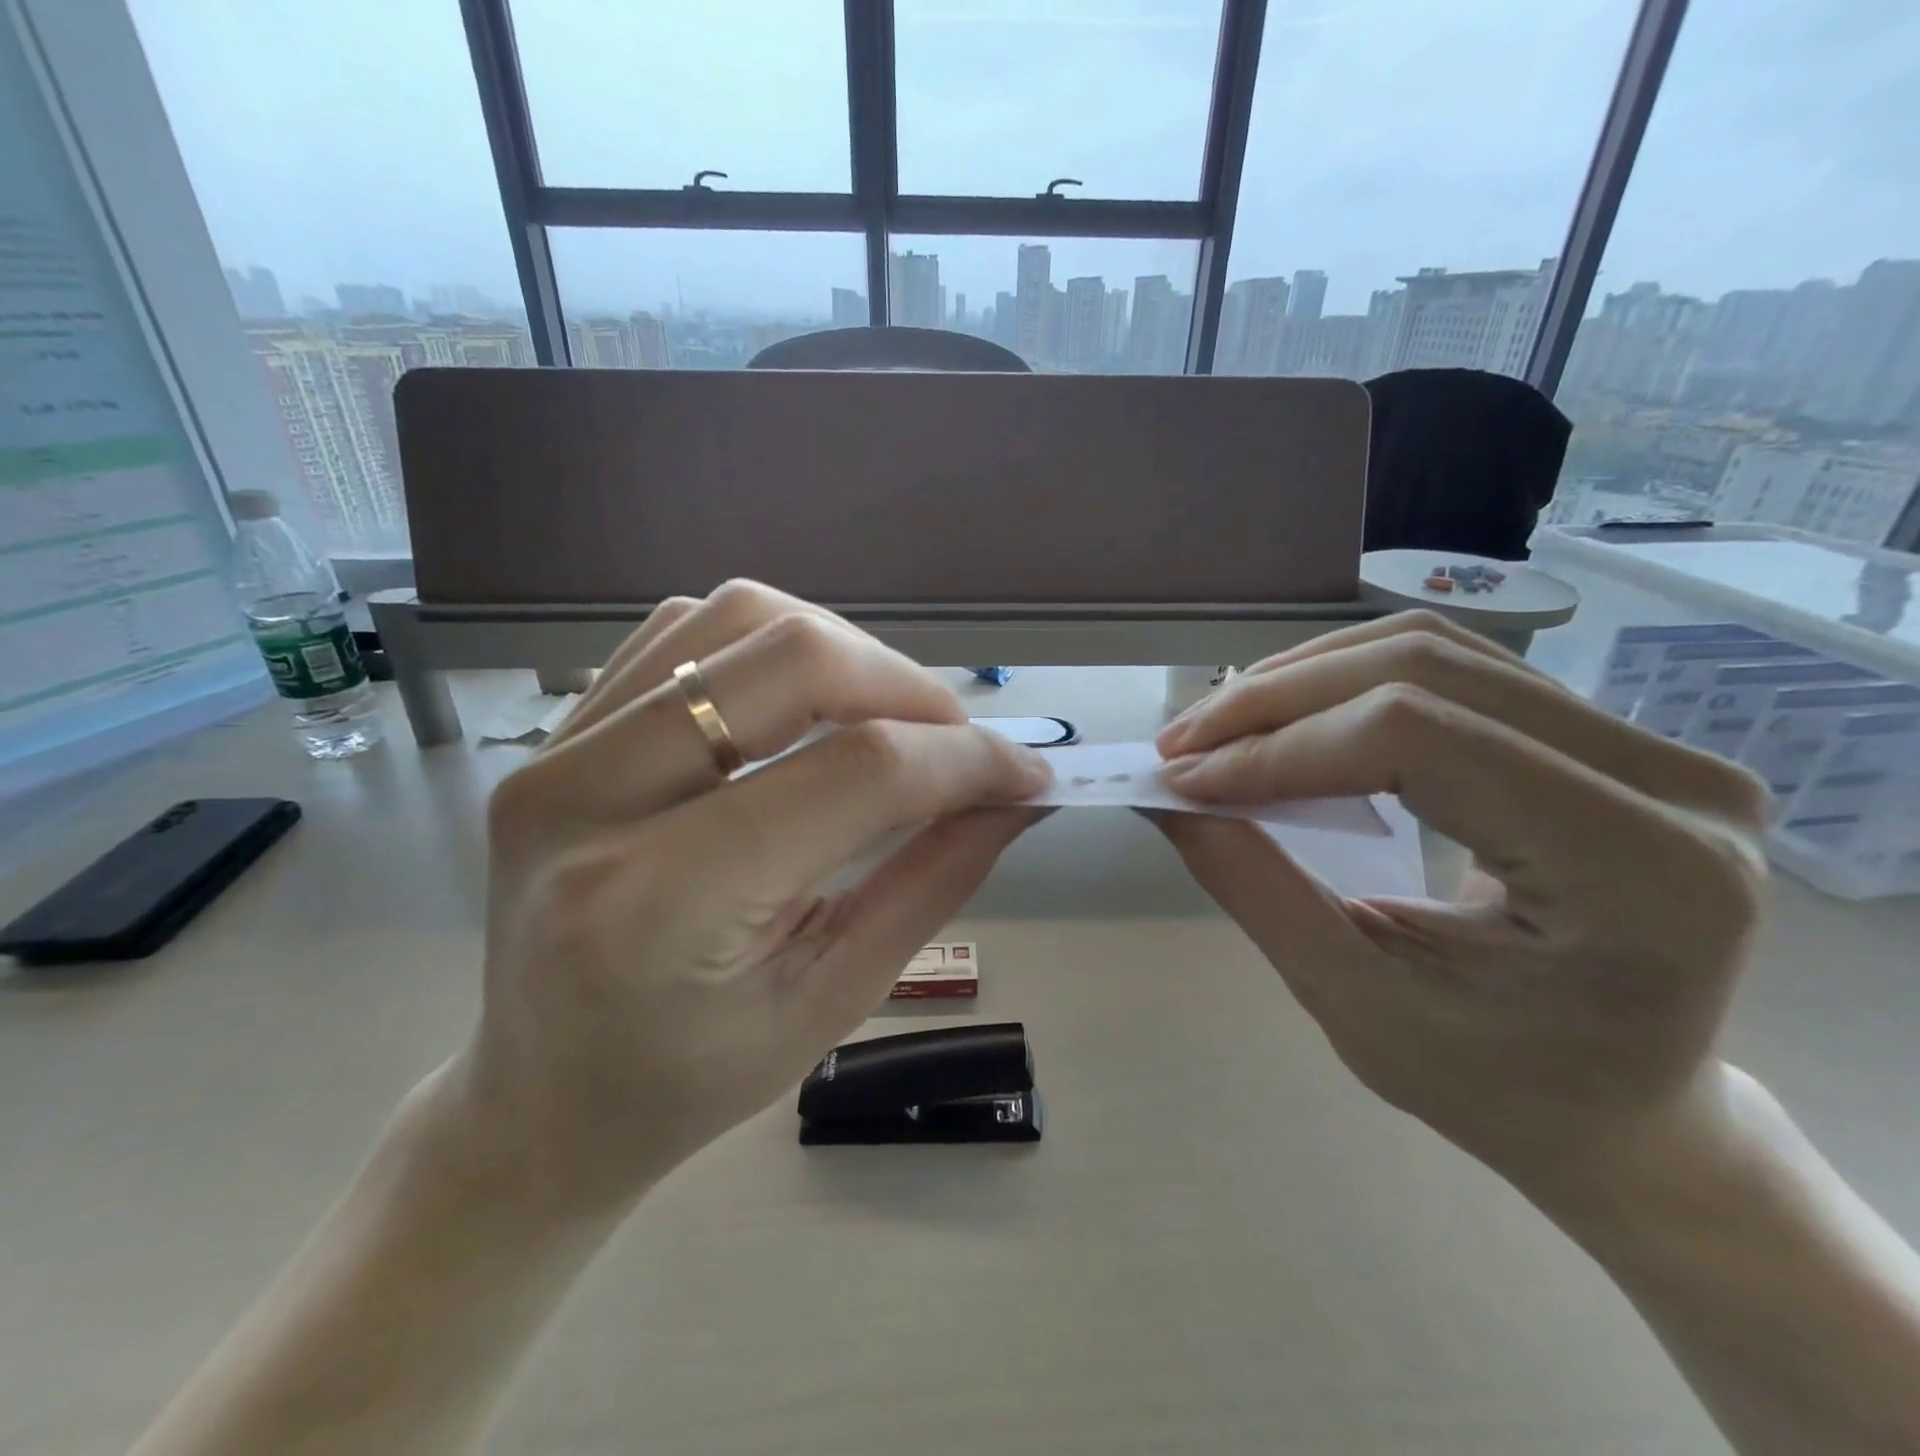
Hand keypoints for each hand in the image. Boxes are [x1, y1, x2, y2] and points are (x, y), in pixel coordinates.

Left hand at [461, 581, 1050, 1206]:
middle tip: (959, 739)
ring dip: (843, 651)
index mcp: (660, 904)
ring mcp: (558, 751)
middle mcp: (589, 800)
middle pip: (792, 661)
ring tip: (887, 716)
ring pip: (736, 620)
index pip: (855, 773)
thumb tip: (1014, 795)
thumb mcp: (832, 1000)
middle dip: (907, 687)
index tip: (1025, 774)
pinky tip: (806, 703)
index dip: (962, 760)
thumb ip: (933, 879)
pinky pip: (684, 631)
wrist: (537, 1098)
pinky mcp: (558, 733)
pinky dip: (771, 645)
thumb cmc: (689, 1081)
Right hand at [1150, 611, 1770, 1202]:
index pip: (1419, 739)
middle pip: (1423, 668)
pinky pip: (1449, 668)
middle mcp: (1671, 783)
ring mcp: (1648, 746)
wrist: (1617, 1107)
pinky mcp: (1603, 735)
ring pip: (1431, 648)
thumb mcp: (1354, 1002)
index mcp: (1641, 873)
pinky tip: (1282, 720)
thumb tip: (1166, 796)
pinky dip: (1341, 683)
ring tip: (1217, 729)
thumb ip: (1254, 886)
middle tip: (1181, 744)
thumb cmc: (1494, 1086)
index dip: (1281, 748)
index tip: (1181, 781)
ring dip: (1301, 681)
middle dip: (1275, 699)